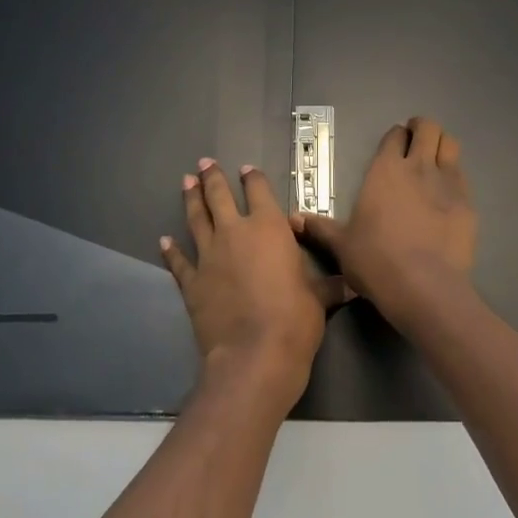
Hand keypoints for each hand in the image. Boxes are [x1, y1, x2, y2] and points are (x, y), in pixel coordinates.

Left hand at [161, 158, 348, 413]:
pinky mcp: (192, 282)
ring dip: (190, 200)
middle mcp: (235, 233)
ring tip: (186, 183)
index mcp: (269, 228)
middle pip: (219, 197)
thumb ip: (331, 286)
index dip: (253, 179)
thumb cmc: (295, 319)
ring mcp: (209, 256)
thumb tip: (354, 285)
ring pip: (196, 219)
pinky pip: (179, 261)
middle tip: (204, 163)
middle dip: (212, 178)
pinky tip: (164, 241)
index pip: (259, 192)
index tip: (246, 169)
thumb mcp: (320, 298)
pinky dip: (171, 250)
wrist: (254, 354)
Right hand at [291, 116, 476, 325]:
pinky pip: (463, 177)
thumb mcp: (341, 244)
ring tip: (435, 159)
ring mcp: (448, 183)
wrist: (423, 286)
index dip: (395, 136)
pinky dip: (455, 177)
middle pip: (428, 128)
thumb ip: (320, 227)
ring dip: (442, 146)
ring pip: (450, 145)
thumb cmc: (375, 260)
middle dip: (423, 129)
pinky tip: (448, 194)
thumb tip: (293, 218)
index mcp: (385, 170)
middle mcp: (418, 167)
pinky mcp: (468, 204)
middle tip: (417, 140)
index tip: (394, 143)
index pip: (394, 136)